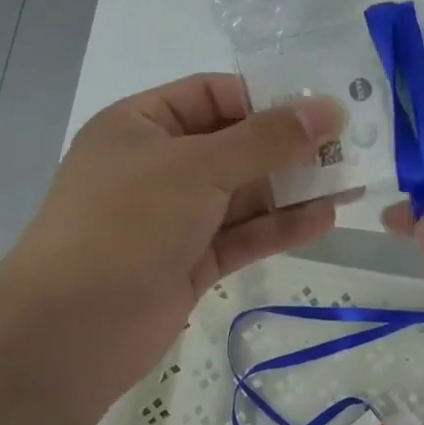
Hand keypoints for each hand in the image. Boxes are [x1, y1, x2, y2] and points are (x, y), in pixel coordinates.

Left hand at [0, 74, 344, 424]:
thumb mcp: (198, 167)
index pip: (213, 94)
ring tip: (351, 184)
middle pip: (235, 145)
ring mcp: (174, 217)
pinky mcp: (190, 261)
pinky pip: (241, 235)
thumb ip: (266, 139)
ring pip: (243, 195)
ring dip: (292, 189)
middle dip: (289, 147)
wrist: (72, 330)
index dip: (267, 98)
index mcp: (142, 125)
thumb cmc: (127, 224)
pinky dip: (279, 228)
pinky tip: (324, 220)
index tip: (321, 109)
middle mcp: (158, 166)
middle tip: (349, 148)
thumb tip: (327, 111)